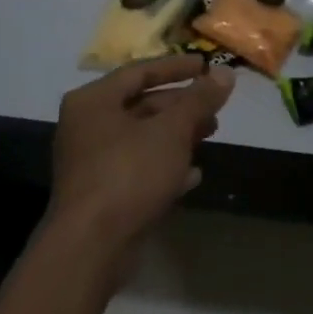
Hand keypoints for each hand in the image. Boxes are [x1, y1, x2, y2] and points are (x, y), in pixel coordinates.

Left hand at [47, 56, 234, 255]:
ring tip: (210, 136)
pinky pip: (137, 169)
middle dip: (181, 106)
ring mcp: (91, 162)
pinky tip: (193, 175)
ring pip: (142, 138)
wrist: (91, 247)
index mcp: (94, 101)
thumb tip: (226, 73)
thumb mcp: (173, 130)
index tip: (206, 65)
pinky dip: (164, 166)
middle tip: (214, 107)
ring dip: (177, 136)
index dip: (177, 67)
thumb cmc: (129, 173)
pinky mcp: (100, 194)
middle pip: (142, 105)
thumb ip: (200, 99)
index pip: (140, 71)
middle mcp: (86, 126)